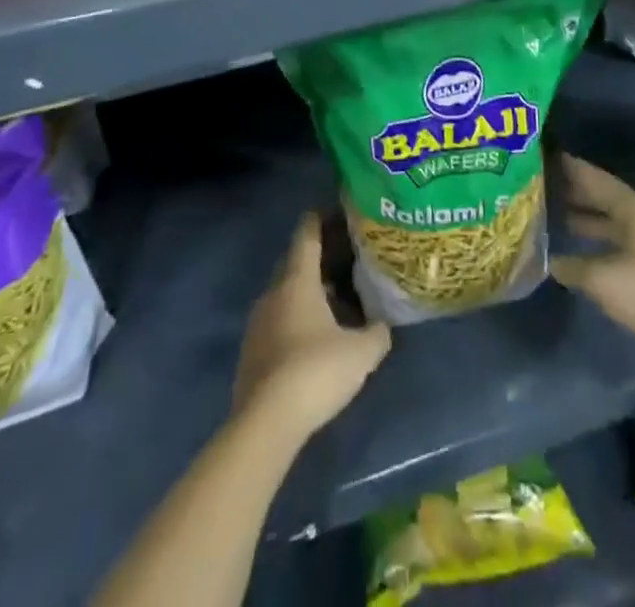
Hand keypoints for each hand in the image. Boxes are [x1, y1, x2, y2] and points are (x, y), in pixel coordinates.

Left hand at [232, 214, 391, 438]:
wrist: (265, 424)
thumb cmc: (316, 372)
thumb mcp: (362, 353)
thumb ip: (377, 332)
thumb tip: (382, 325)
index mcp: (297, 280)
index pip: (307, 233)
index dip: (322, 218)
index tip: (339, 210)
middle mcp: (273, 292)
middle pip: (295, 261)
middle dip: (319, 255)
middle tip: (347, 255)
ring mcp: (258, 322)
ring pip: (286, 293)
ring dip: (308, 290)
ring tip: (338, 297)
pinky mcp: (252, 352)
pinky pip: (278, 320)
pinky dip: (297, 317)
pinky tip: (317, 336)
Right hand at [550, 155, 634, 356]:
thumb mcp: (602, 278)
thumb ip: (572, 266)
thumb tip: (548, 261)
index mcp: (630, 207)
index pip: (594, 178)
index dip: (571, 168)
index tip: (545, 156)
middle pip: (602, 196)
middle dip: (574, 190)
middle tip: (541, 184)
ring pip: (608, 218)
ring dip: (583, 215)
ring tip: (552, 213)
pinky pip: (613, 238)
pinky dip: (594, 237)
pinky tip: (576, 247)